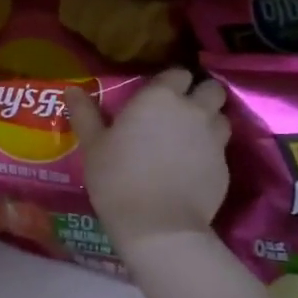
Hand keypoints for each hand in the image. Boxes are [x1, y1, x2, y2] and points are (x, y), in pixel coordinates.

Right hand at [67, 67, 230, 258]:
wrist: (157, 225)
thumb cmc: (117, 178)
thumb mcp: (93, 145)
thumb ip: (85, 114)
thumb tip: (71, 90)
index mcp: (160, 98)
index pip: (177, 73)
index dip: (169, 82)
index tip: (156, 96)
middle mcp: (193, 110)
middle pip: (211, 89)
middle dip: (200, 95)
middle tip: (180, 112)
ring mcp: (214, 138)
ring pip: (221, 118)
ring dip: (209, 121)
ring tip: (189, 138)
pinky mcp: (225, 166)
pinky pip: (221, 148)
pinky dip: (210, 152)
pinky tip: (191, 168)